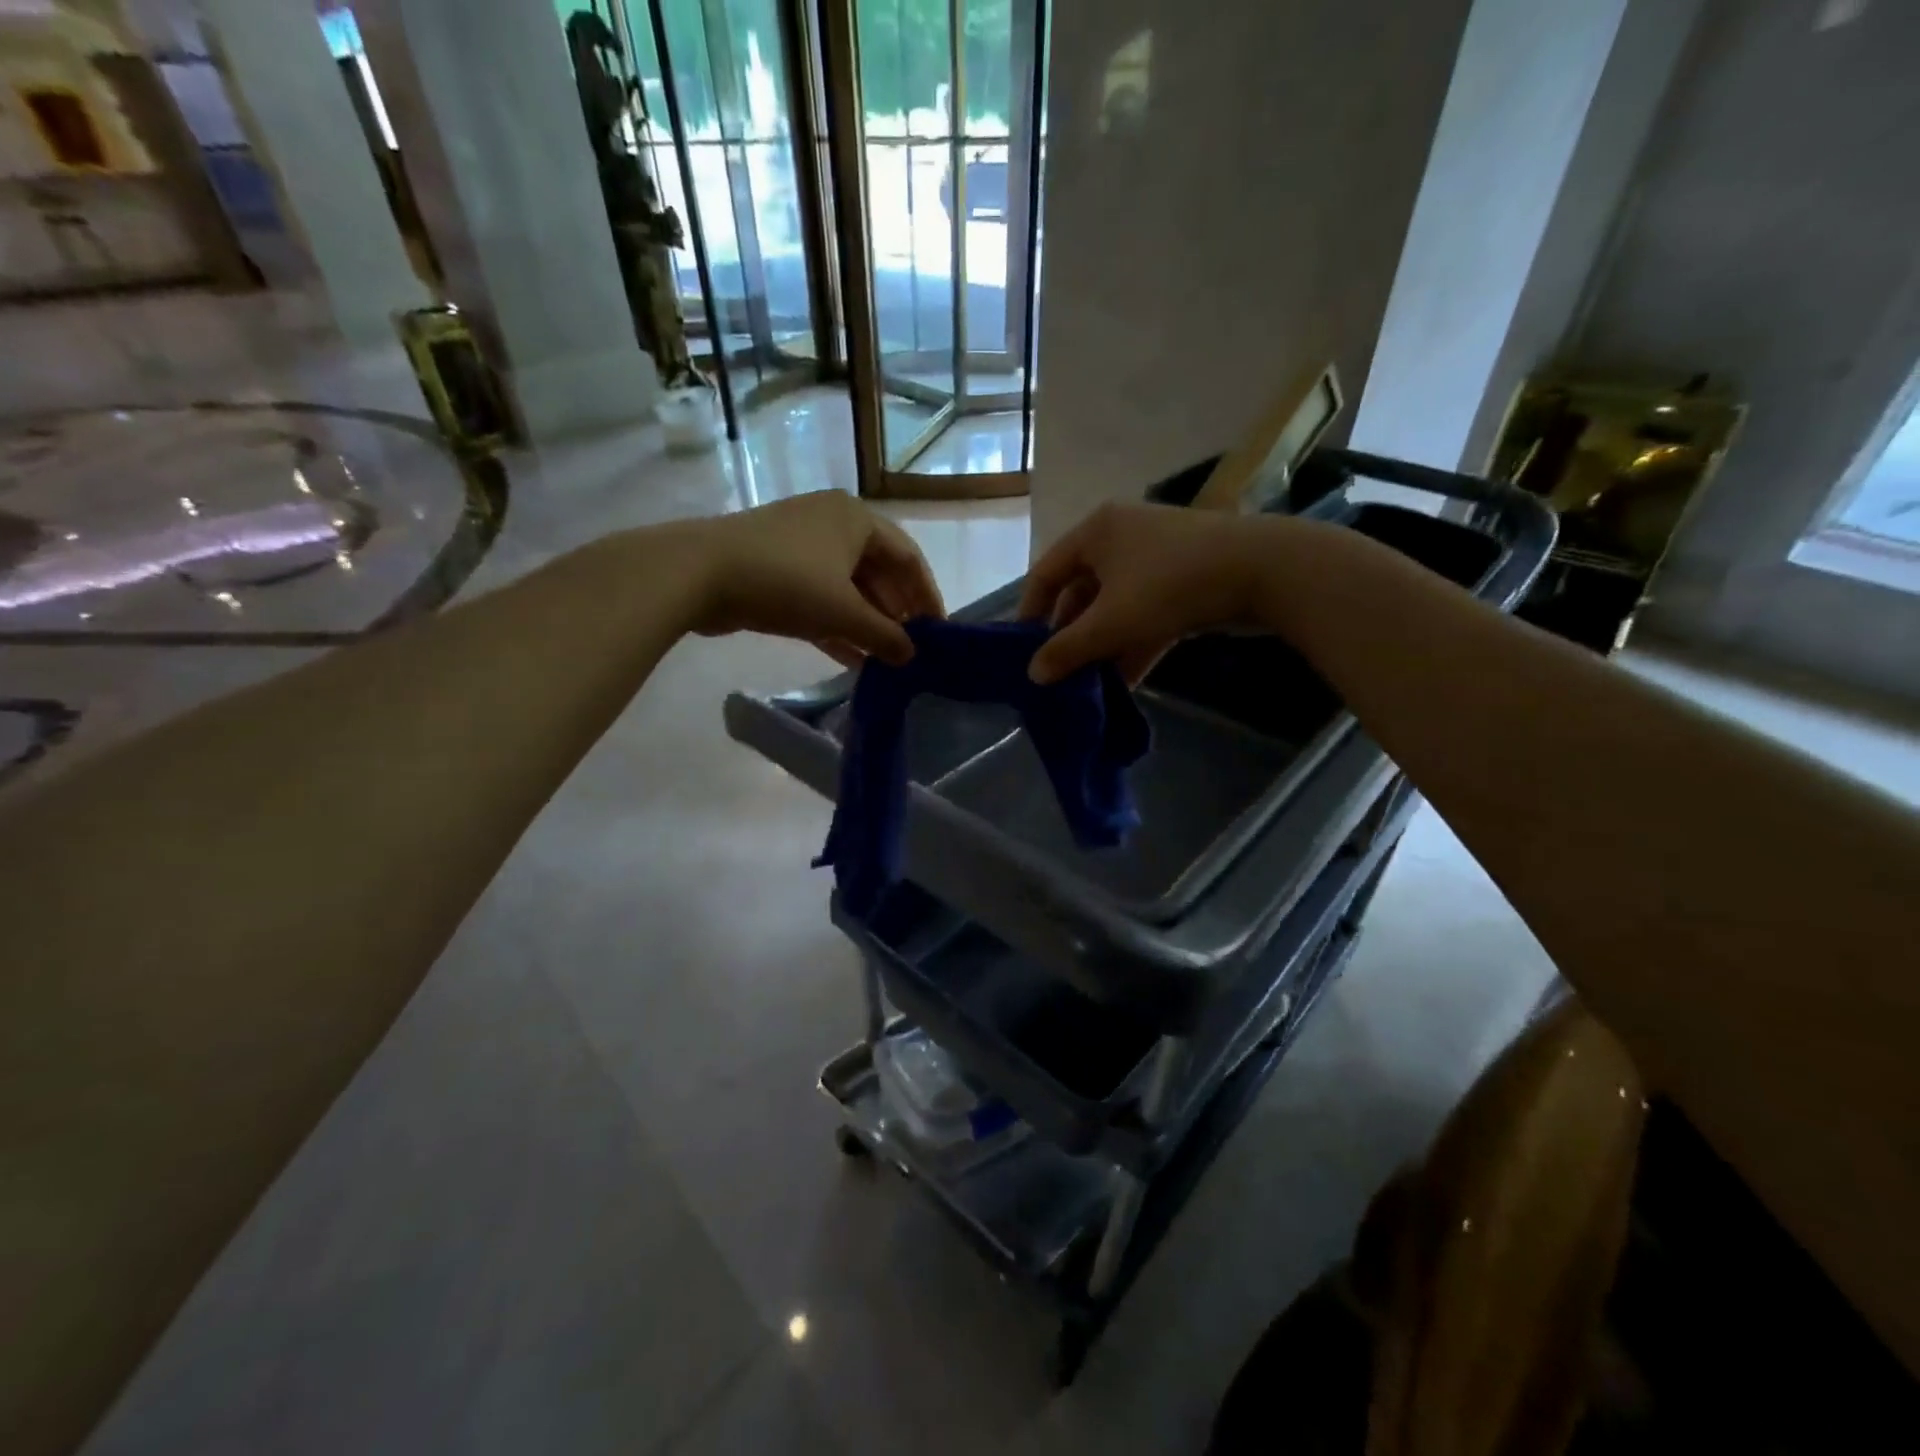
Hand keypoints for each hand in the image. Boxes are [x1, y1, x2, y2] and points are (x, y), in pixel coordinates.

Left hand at [677, 491, 944, 665]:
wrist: (698, 573)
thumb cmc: (786, 582)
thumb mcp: (843, 612)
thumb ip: (884, 636)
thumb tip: (913, 656)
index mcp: (857, 520)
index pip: (908, 558)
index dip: (927, 596)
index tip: (938, 632)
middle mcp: (834, 524)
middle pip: (879, 573)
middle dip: (896, 613)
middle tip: (911, 650)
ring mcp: (803, 547)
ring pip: (848, 589)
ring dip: (867, 625)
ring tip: (886, 662)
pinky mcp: (778, 570)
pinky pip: (821, 598)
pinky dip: (838, 626)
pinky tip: (852, 660)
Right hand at [1019, 503, 1293, 683]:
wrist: (1263, 571)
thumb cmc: (1170, 586)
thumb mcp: (1111, 622)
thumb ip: (1068, 650)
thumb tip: (1033, 675)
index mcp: (1095, 532)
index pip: (1046, 573)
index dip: (1029, 613)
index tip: (1023, 651)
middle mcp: (1121, 537)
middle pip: (1081, 591)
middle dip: (1071, 636)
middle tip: (1060, 674)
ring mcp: (1156, 557)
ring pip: (1115, 606)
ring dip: (1102, 645)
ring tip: (1088, 685)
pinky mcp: (1185, 579)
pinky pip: (1146, 612)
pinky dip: (1133, 642)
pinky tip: (1125, 682)